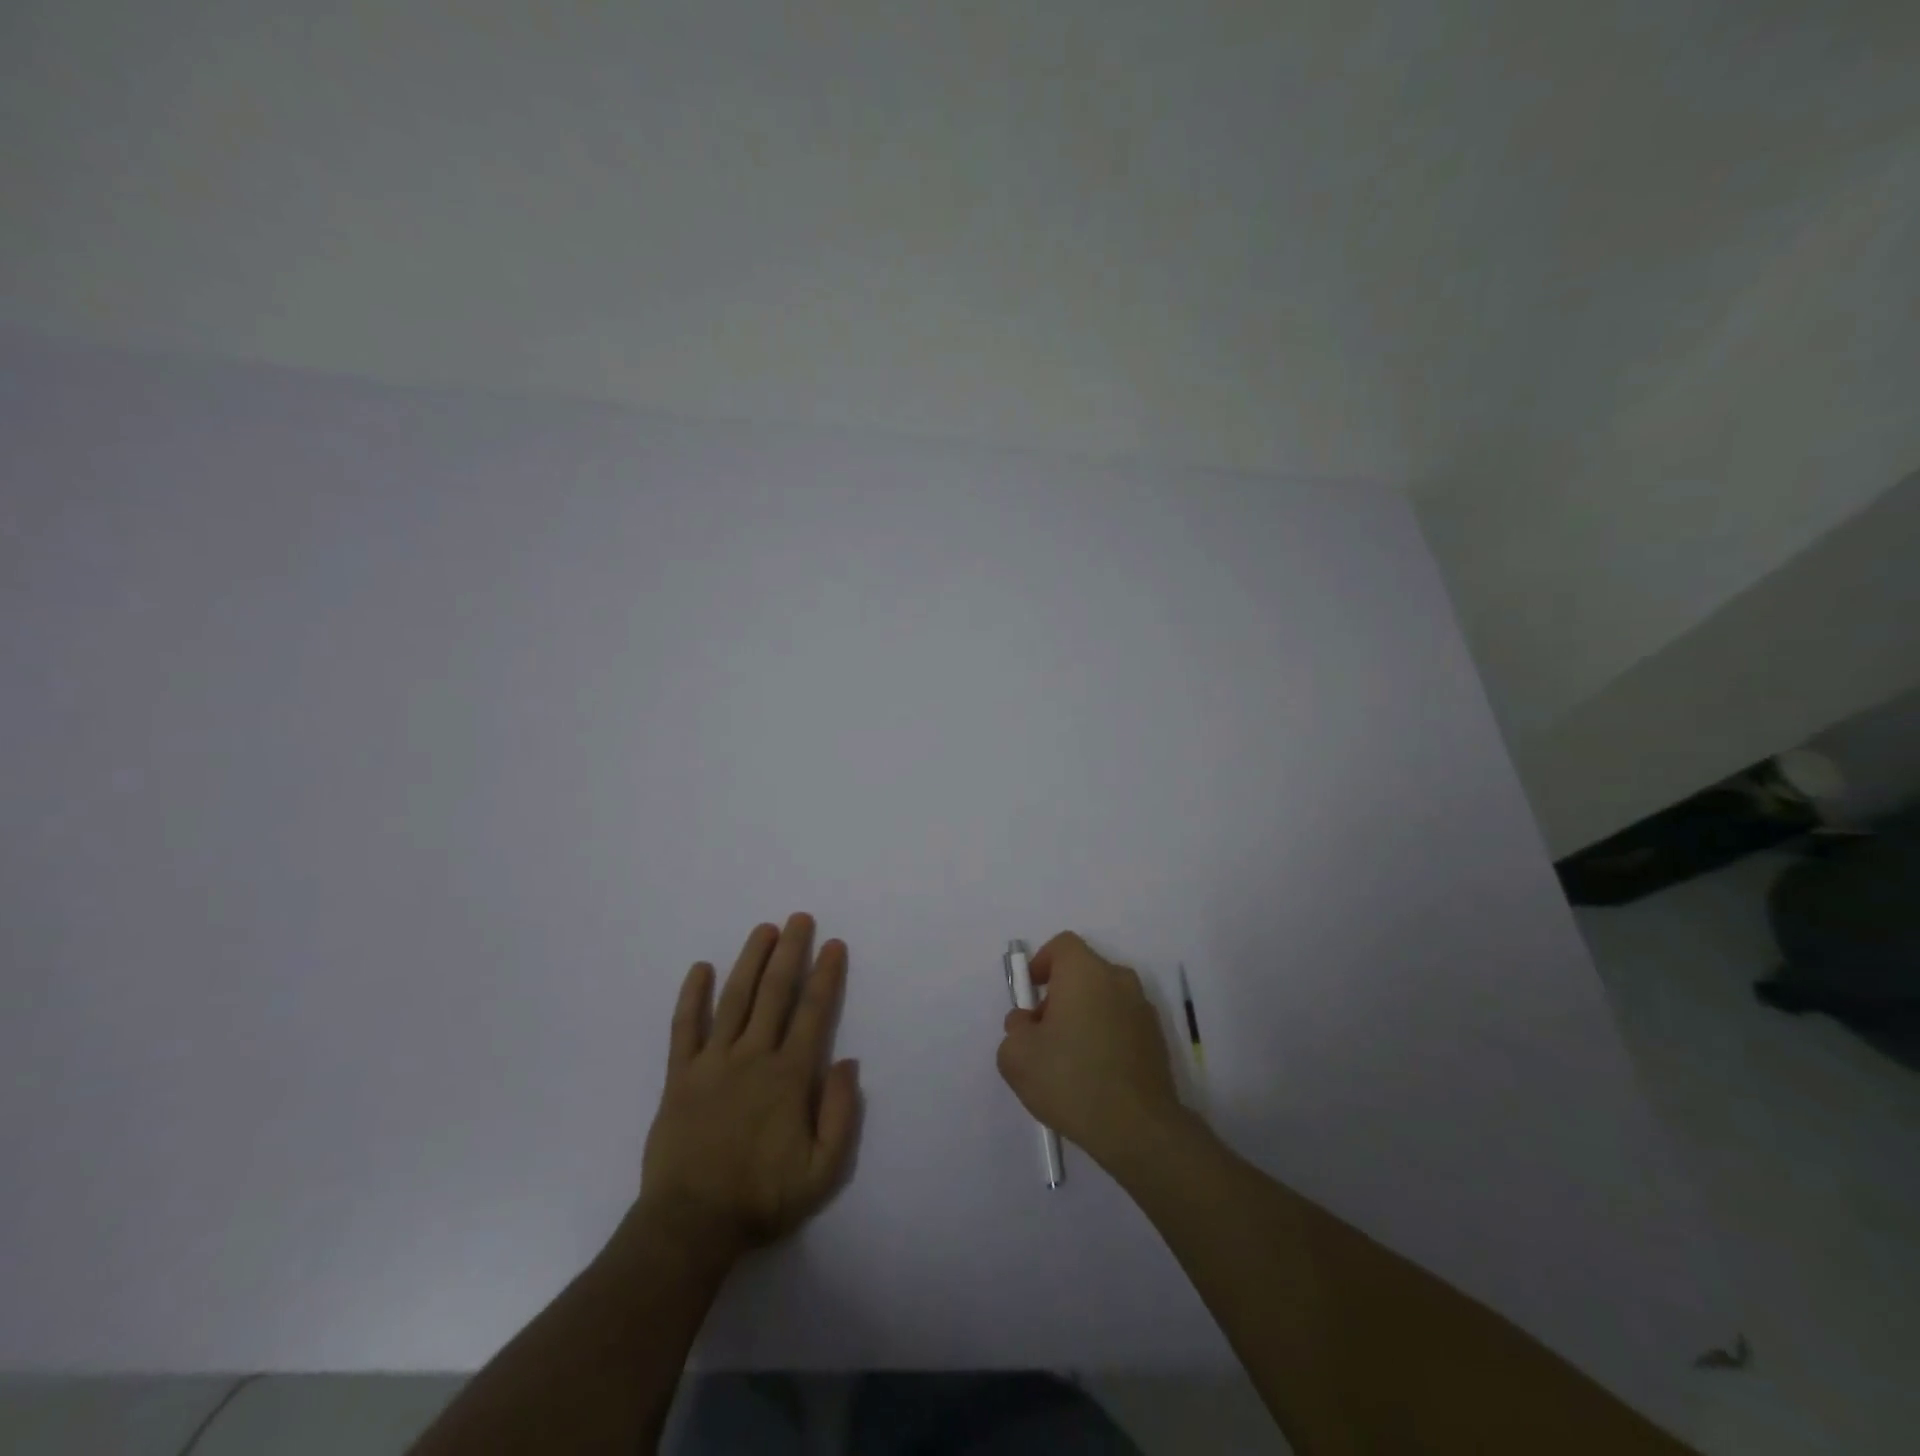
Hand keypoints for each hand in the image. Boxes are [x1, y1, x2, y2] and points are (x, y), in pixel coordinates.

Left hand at [626, 914, 860, 1269]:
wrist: (690, 1226)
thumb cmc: (761, 1198)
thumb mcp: (822, 1171)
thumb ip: (841, 1114)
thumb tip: (848, 1062)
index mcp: (788, 1076)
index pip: (813, 1013)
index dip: (826, 975)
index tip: (833, 945)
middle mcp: (753, 1057)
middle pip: (775, 993)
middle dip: (791, 952)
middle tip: (799, 918)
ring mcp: (713, 1062)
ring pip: (735, 999)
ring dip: (751, 961)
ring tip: (763, 930)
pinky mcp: (680, 1075)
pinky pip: (685, 1027)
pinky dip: (692, 996)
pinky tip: (700, 969)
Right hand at [996, 932, 1185, 1169]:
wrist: (1137, 1129)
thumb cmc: (1071, 1080)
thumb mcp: (1017, 1057)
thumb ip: (1015, 1029)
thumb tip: (1029, 1023)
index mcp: (1085, 972)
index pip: (1062, 946)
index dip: (1041, 964)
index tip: (1030, 996)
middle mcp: (1118, 980)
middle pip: (1083, 973)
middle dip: (1060, 995)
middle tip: (1043, 1033)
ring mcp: (1143, 1009)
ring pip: (1104, 999)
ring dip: (1084, 1016)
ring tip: (1068, 1060)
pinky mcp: (1157, 1039)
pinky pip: (1122, 1023)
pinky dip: (1106, 1036)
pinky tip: (1094, 1075)